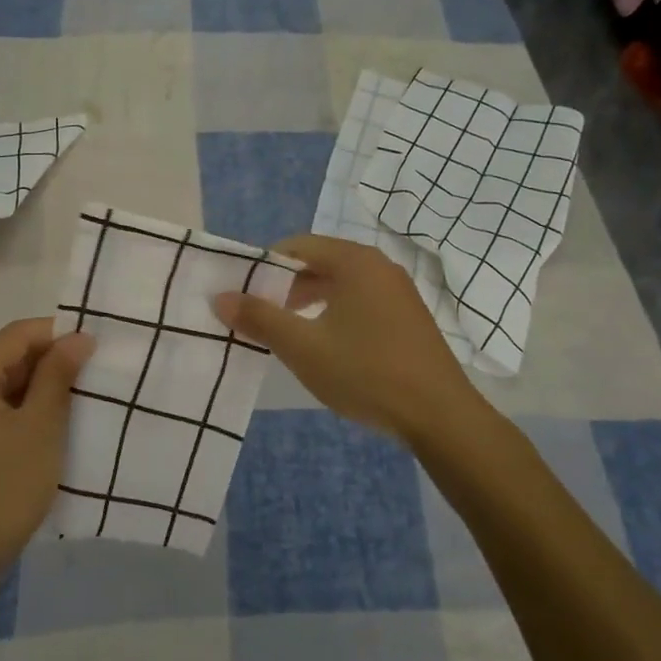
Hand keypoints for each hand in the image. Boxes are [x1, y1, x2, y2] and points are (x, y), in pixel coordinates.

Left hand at [0, 319, 93, 587]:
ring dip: (47, 382)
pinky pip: (6, 407)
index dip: (57, 333)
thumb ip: (58, 375)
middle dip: (54, 358)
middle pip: (11, 356)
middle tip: (98, 365)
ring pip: (11, 382)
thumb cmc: (7, 485)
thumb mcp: (41, 425)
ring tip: (89, 388)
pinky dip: (34, 405)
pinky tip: (65, 414)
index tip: (97, 342)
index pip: (16, 335)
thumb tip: (80, 337)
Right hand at [214, 234, 480, 441]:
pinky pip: (360, 303)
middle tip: (259, 317)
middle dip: (285, 287)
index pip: (297, 246)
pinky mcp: (407, 317)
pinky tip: (325, 346)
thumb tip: (220, 298)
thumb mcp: (302, 347)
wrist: (439, 415)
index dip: (264, 267)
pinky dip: (334, 314)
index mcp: (355, 262)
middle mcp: (379, 266)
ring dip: (308, 303)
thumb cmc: (365, 372)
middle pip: (319, 263)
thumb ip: (260, 318)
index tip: (243, 296)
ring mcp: (398, 292)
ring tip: (287, 333)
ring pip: (340, 285)